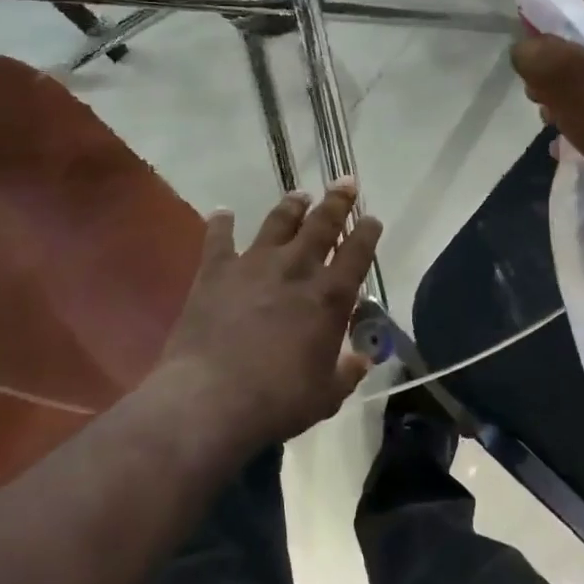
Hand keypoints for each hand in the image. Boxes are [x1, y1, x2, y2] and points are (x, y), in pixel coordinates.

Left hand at [154, 182, 380, 449]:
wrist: (212, 398)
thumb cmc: (278, 401)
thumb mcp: (326, 395)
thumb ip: (347, 372)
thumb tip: (361, 360)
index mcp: (329, 296)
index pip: (357, 252)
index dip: (367, 232)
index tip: (372, 218)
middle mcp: (296, 268)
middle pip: (322, 224)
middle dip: (337, 201)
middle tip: (345, 182)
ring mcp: (255, 264)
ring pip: (278, 222)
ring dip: (291, 205)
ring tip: (299, 194)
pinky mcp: (217, 270)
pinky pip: (220, 238)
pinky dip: (222, 223)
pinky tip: (223, 212)